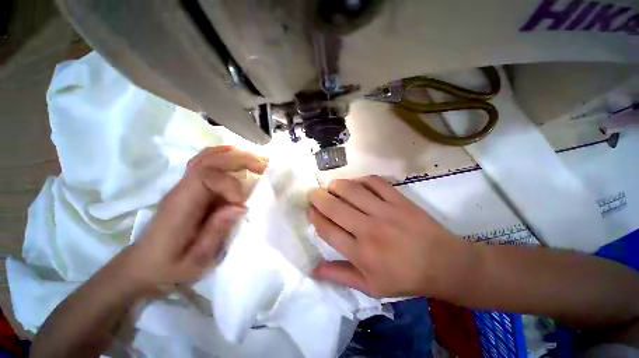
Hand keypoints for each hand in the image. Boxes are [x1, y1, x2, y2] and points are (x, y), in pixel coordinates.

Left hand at [118, 146, 267, 293]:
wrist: (144, 265)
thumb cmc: (169, 267)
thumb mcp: (195, 261)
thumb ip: (216, 232)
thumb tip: (241, 206)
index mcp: (181, 205)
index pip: (207, 177)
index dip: (231, 186)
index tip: (243, 204)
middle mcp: (182, 188)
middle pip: (211, 160)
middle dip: (241, 160)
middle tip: (264, 167)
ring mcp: (185, 184)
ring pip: (208, 156)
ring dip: (235, 155)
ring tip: (257, 160)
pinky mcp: (190, 186)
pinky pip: (206, 161)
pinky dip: (224, 155)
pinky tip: (238, 157)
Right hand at [308, 175, 473, 297]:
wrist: (444, 264)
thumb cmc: (405, 278)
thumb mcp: (370, 286)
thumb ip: (340, 276)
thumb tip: (313, 270)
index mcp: (360, 253)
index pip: (327, 229)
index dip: (314, 217)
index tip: (309, 209)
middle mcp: (369, 229)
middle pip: (334, 207)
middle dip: (318, 197)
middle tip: (313, 193)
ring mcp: (385, 211)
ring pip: (352, 190)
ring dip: (336, 185)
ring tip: (331, 187)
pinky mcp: (399, 200)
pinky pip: (375, 182)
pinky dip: (361, 179)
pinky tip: (356, 183)